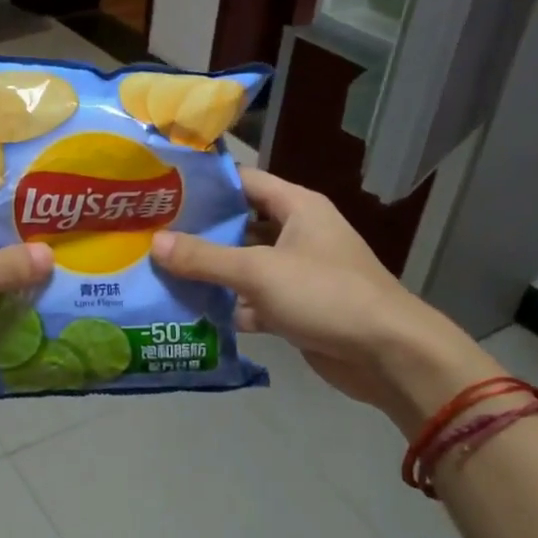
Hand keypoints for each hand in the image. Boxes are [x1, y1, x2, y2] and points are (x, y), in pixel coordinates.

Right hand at [151, 168, 496, 433]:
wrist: (389, 355)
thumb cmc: (326, 295)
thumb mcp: (260, 271)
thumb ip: (205, 257)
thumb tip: (155, 243)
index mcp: (297, 207)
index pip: (244, 182)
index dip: (205, 185)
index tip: (162, 190)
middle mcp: (297, 234)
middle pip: (239, 225)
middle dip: (198, 233)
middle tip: (149, 234)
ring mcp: (296, 274)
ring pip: (243, 266)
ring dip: (209, 273)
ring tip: (158, 271)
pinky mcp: (295, 309)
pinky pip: (252, 301)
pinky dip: (227, 307)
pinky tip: (188, 312)